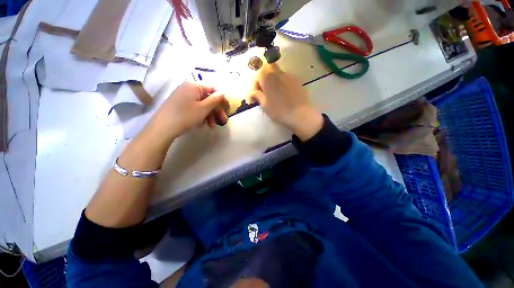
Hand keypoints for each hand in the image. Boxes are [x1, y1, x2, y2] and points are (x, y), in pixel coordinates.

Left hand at [145, 81, 228, 145]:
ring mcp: (182, 97)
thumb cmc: (186, 116)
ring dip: (209, 116)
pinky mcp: (179, 105)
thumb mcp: (204, 108)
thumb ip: (215, 99)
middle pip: (207, 99)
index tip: (227, 109)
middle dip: (215, 111)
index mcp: (194, 86)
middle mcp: (188, 89)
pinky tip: (201, 125)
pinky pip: (194, 108)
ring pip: (201, 105)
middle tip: (221, 121)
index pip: (213, 89)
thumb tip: (222, 93)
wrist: (163, 128)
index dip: (221, 99)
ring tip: (211, 127)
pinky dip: (200, 116)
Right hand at [249, 63, 323, 140]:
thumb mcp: (265, 105)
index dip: (254, 86)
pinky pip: (287, 79)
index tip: (254, 96)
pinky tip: (284, 95)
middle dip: (264, 78)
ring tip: (274, 94)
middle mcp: (278, 73)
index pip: (257, 76)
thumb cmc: (279, 110)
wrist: (299, 114)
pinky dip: (282, 84)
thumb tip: (253, 93)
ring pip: (278, 74)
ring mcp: (289, 76)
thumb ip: (257, 96)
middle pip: (268, 69)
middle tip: (264, 91)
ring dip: (273, 81)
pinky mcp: (297, 81)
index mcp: (268, 78)